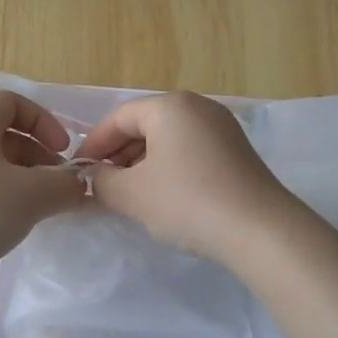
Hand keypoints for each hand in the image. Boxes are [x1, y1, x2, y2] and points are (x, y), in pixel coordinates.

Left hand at [0, 90, 87, 283]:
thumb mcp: (33, 195)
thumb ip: (65, 186)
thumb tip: (80, 187)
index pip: (11, 102)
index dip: (43, 119)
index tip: (63, 149)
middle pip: (4, 134)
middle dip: (38, 154)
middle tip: (59, 183)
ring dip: (23, 179)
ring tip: (43, 206)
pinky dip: (3, 197)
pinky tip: (15, 223)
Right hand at [78, 91, 294, 262]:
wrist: (259, 231)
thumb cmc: (186, 202)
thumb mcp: (131, 194)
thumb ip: (101, 181)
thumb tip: (95, 177)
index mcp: (170, 106)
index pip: (118, 118)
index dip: (93, 144)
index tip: (78, 172)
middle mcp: (198, 107)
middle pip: (144, 125)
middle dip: (118, 154)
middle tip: (101, 185)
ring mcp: (222, 128)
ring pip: (168, 139)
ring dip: (142, 163)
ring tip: (129, 194)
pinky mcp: (236, 152)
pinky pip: (189, 151)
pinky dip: (169, 168)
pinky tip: (163, 197)